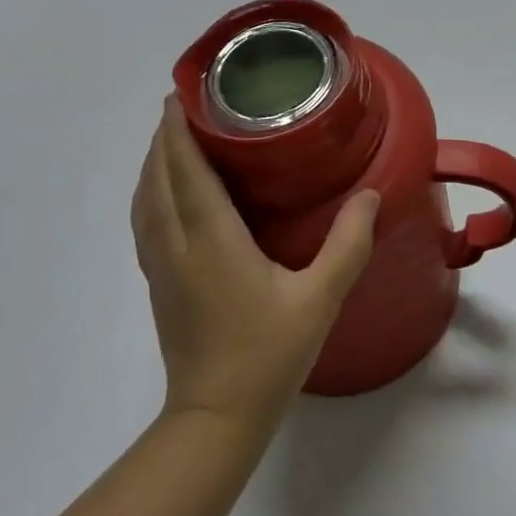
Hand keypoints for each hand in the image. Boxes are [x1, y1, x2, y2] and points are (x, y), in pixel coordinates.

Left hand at [133, 95, 378, 429]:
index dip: (180, 131)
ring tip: (175, 137)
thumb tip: (370, 194)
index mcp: (212, 240)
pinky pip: (146, 221)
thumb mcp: (320, 299)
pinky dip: (151, 192)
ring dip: (154, 163)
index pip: (187, 171)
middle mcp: (178, 245)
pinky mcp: (159, 284)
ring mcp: (162, 266)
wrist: (215, 420)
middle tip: (186, 102)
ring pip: (145, 200)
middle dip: (165, 137)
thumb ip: (348, 244)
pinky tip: (168, 192)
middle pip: (159, 178)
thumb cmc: (267, 354)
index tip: (182, 95)